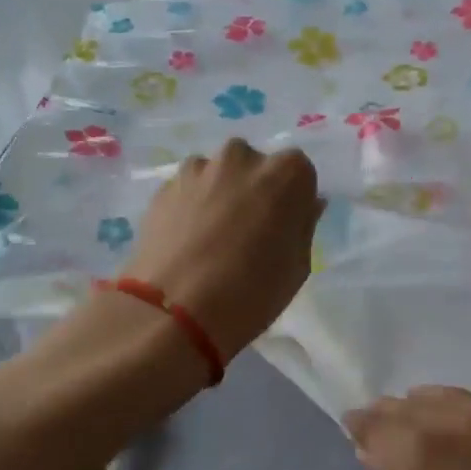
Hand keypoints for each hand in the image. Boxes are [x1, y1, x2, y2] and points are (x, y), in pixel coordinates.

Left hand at [122, 139, 322, 361]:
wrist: (176, 311)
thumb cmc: (252, 292)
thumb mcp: (298, 267)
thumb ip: (304, 226)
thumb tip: (307, 206)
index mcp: (285, 173)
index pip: (298, 172)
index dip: (293, 200)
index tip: (284, 227)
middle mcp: (241, 158)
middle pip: (254, 166)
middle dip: (254, 190)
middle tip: (248, 231)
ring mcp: (198, 169)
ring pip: (217, 175)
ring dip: (219, 194)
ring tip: (212, 237)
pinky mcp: (164, 187)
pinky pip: (188, 190)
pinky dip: (191, 206)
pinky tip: (187, 242)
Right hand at [344, 387, 470, 469]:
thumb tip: (375, 451)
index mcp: (423, 450)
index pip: (379, 422)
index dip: (362, 426)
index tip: (354, 432)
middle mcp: (461, 422)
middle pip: (414, 404)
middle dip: (394, 415)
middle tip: (384, 432)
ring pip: (453, 398)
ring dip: (431, 410)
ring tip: (425, 429)